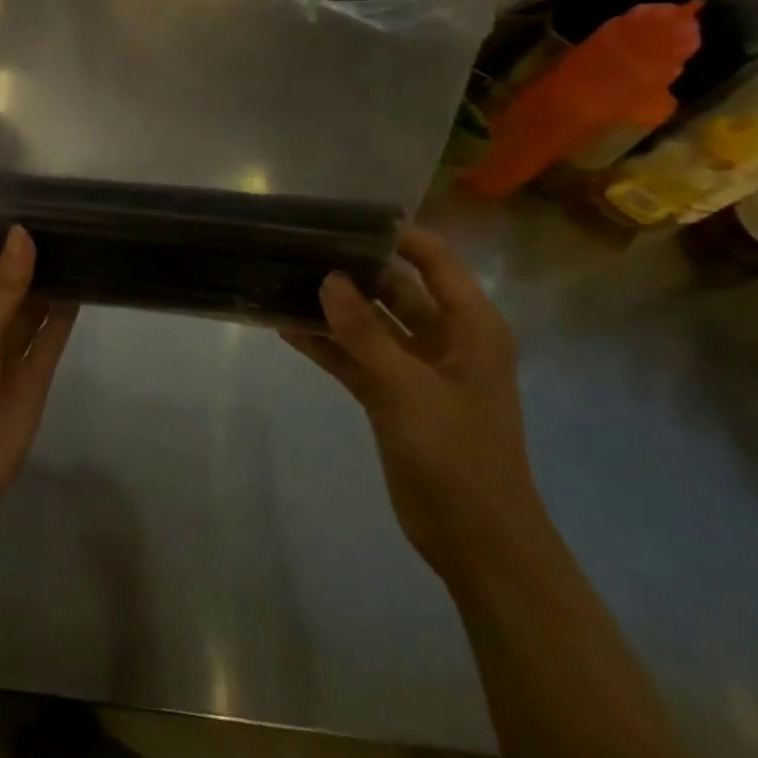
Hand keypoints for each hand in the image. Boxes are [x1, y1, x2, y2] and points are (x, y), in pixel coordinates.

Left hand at [0, 227, 77, 542]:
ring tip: (78, 238)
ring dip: (48, 281)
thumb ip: (1, 286)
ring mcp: (5, 352)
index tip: (23, 202)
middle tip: (61, 213)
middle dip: (26, 258)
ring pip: (30, 308)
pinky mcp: (33, 375)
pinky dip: (65, 312)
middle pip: (4, 285)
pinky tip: (84, 280)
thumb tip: (22, 233)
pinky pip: (50, 336)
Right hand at [281, 226, 548, 583]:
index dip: (395, 236)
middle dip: (352, 269)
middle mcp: (444, 339)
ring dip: (332, 307)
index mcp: (471, 327)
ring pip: (368, 323)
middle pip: (395, 289)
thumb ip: (364, 332)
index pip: (434, 261)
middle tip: (299, 246)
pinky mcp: (390, 395)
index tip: (342, 218)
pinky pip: (354, 357)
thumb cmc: (457, 454)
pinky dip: (325, 344)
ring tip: (282, 279)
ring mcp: (415, 369)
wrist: (475, 540)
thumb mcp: (408, 387)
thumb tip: (328, 278)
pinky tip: (283, 327)